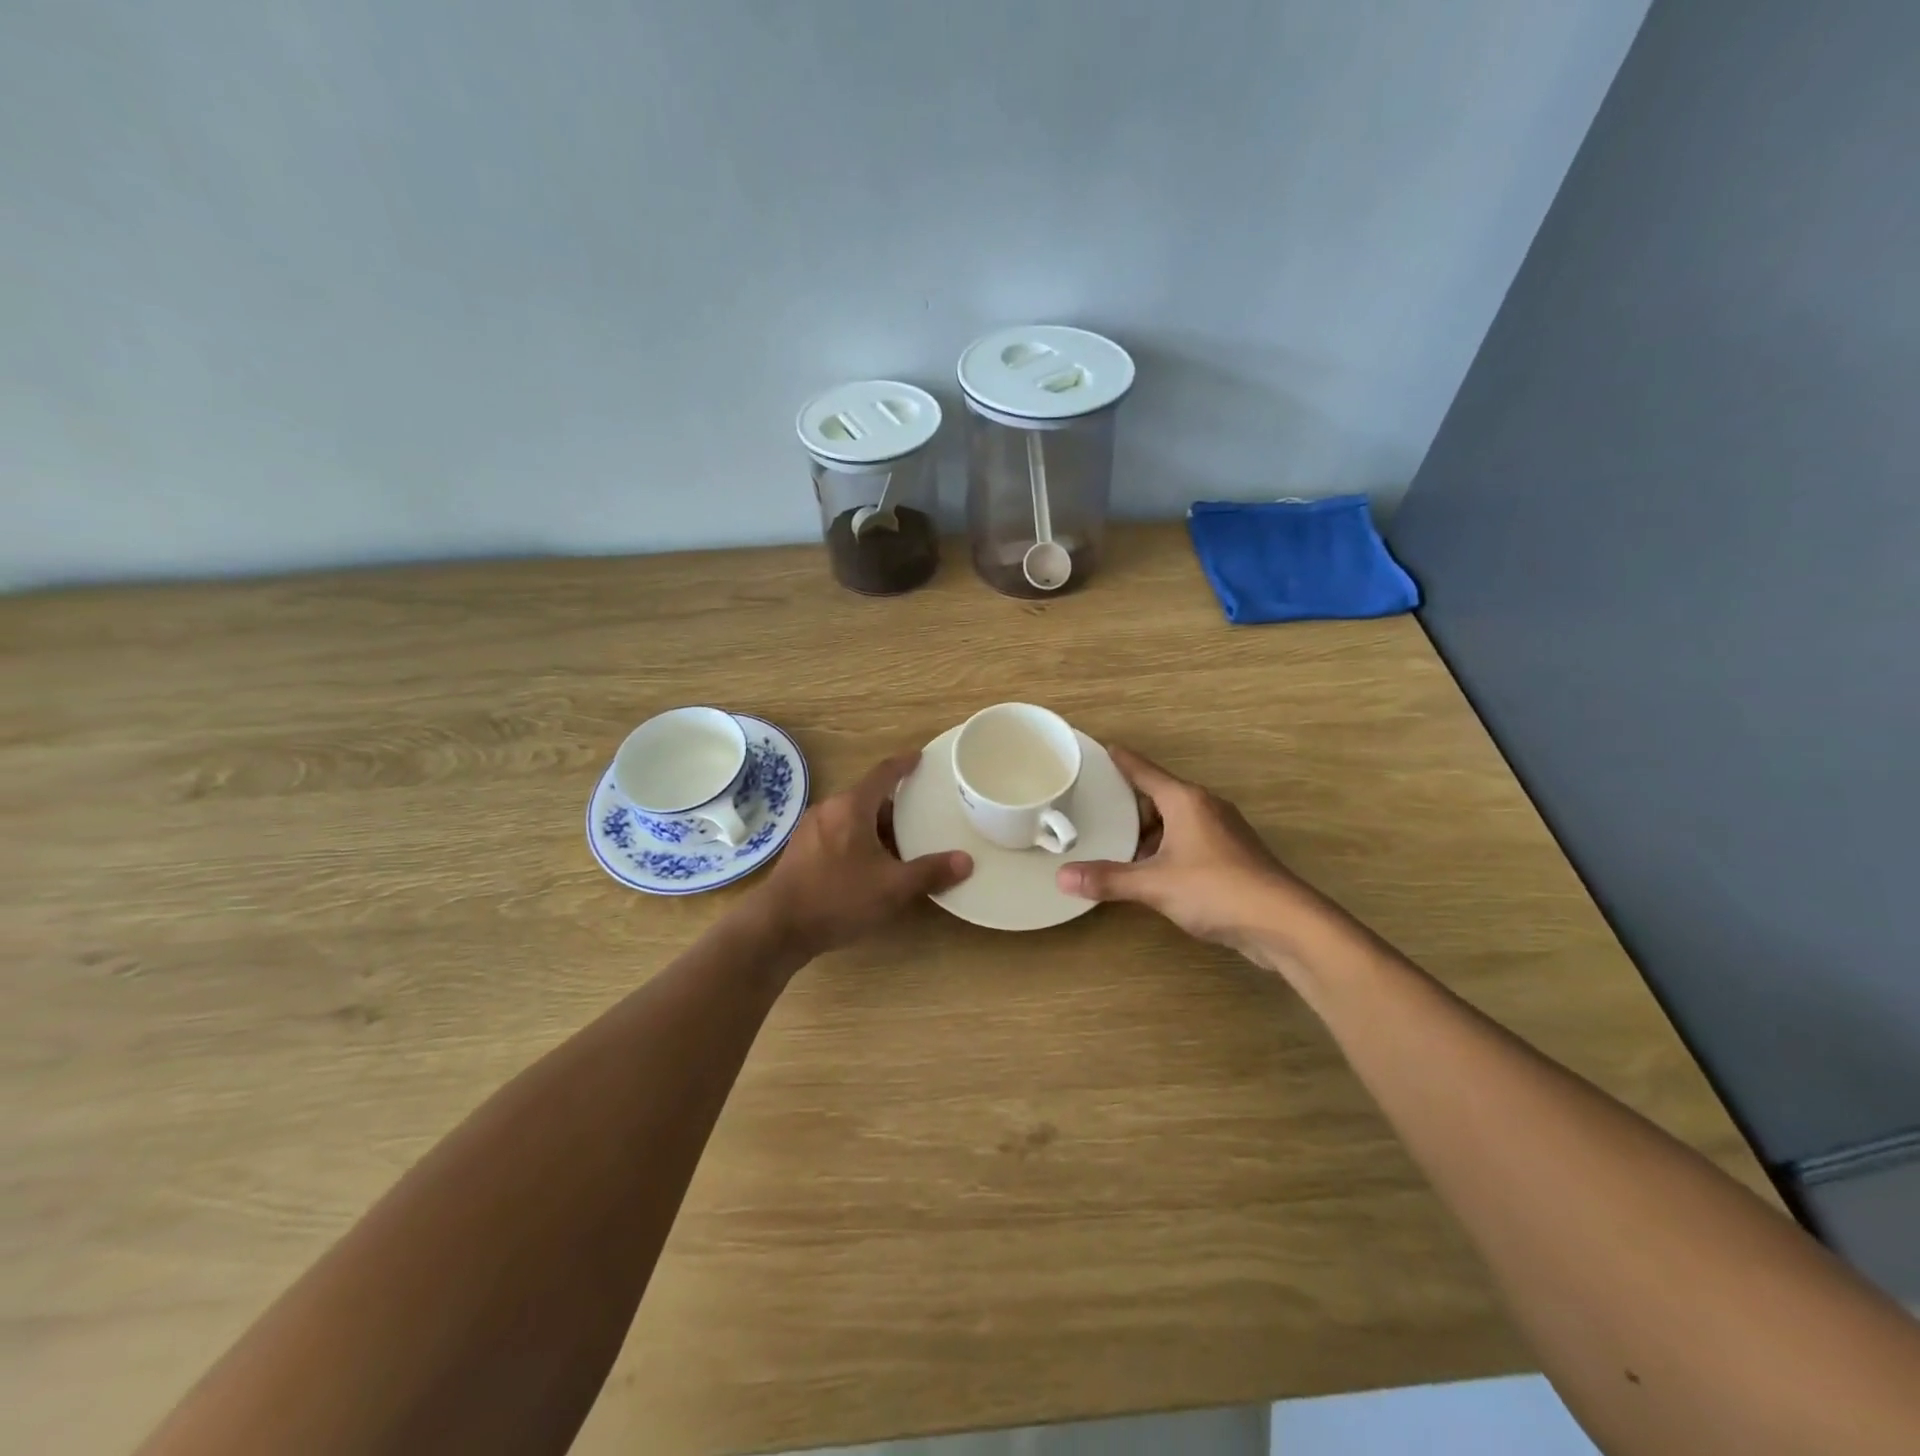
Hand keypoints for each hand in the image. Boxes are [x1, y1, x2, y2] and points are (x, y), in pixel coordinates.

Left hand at [752, 751, 971, 958]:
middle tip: (920, 817)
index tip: (919, 758)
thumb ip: (930, 872)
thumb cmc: (838, 898)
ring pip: (851, 818)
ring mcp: (811, 830)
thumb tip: (965, 861)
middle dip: (894, 806)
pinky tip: (869, 866)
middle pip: (868, 797)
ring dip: (875, 827)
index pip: (883, 774)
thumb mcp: (892, 887)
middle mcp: (829, 810)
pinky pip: (837, 834)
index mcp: (851, 807)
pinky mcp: (801, 851)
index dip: (903, 764)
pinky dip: (858, 840)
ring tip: (900, 846)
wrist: (778, 927)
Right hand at [1055, 746, 1343, 968]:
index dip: (1123, 760)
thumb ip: (1109, 879)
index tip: (1104, 748)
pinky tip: (1153, 870)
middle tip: (1097, 808)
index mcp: (1185, 801)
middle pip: (1160, 796)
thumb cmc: (1216, 889)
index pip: (1145, 772)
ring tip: (1118, 843)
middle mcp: (1206, 808)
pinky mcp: (1233, 857)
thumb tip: (1062, 877)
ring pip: (1176, 821)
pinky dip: (1168, 848)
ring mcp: (1223, 832)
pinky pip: (1190, 841)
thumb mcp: (1155, 884)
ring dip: (1150, 831)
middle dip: (1131, 803)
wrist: (1282, 922)